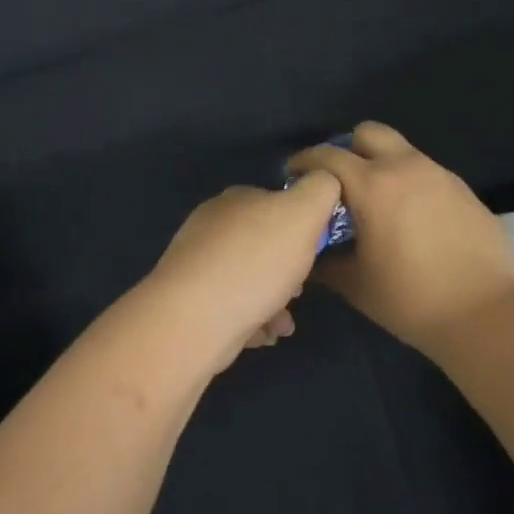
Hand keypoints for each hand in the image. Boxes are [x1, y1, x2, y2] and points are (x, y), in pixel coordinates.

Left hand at [134, 175, 343, 376]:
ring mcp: (196, 263)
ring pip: (248, 279)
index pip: (274, 202)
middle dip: (286, 269)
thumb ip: (321, 189)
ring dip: (273, 300)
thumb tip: (324, 179)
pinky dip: (252, 320)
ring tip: (283, 323)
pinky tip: (263, 334)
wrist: (195, 319)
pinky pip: (231, 306)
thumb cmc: (256, 262)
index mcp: (236, 199)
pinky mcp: (189, 300)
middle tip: (300, 289)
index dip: (301, 226)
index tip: (314, 252)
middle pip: (262, 243)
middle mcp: (212, 225)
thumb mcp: (304, 213)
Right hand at [289, 123, 513, 353]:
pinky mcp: (462, 189)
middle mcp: (405, 167)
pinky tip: (411, 218)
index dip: (304, 161)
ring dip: (381, 164)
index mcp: (372, 185)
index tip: (294, 177)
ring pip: (400, 150)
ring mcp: (438, 174)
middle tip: (339, 182)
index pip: (327, 155)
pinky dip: (409, 182)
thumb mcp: (356, 284)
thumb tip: (309, 253)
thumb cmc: (411, 299)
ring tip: (376, 202)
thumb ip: (325, 262)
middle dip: (348, 149)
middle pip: (368, 132)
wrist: (486, 313)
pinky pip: (425, 172)